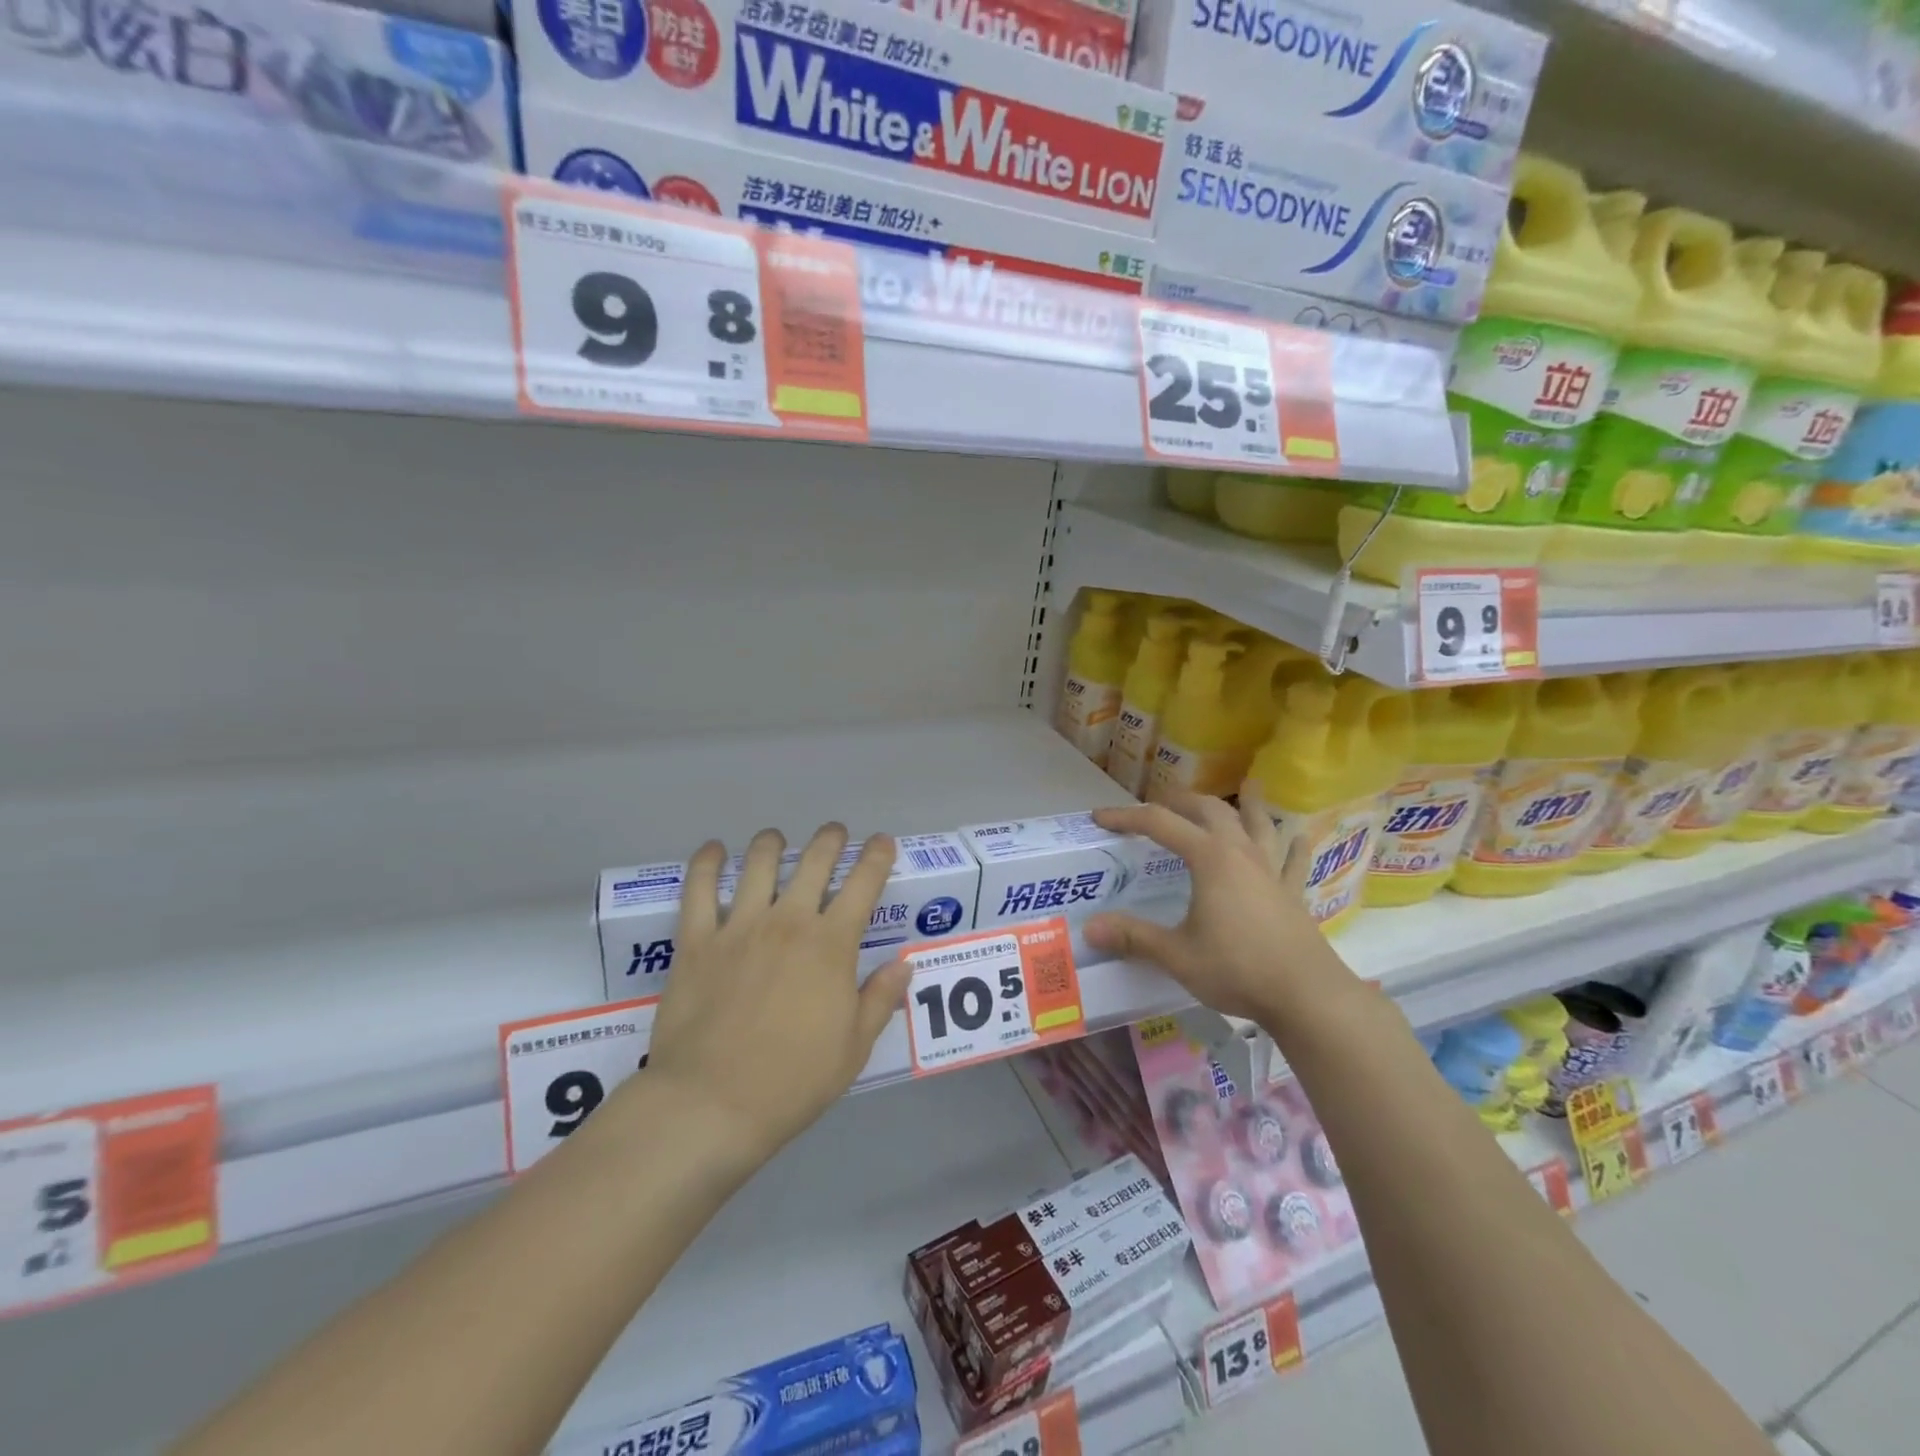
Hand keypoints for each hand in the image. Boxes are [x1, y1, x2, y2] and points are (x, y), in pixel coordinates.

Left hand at [644, 824, 910, 1161]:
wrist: (711, 1104)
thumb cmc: (792, 1082)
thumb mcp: (853, 1048)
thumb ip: (880, 998)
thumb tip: (903, 964)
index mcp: (831, 945)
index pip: (863, 884)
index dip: (877, 857)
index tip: (882, 842)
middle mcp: (788, 922)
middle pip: (815, 861)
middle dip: (830, 840)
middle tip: (835, 833)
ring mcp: (740, 927)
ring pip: (760, 863)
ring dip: (772, 843)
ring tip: (777, 839)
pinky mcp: (697, 941)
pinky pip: (700, 889)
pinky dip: (708, 863)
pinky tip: (715, 850)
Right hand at [1084, 787, 1343, 1024]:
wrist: (1307, 995)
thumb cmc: (1237, 969)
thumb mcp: (1177, 955)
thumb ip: (1134, 937)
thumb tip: (1089, 929)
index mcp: (1209, 858)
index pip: (1159, 823)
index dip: (1126, 816)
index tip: (1099, 817)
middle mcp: (1240, 852)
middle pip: (1210, 810)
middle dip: (1182, 801)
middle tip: (1160, 802)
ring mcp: (1271, 870)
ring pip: (1259, 824)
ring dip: (1248, 804)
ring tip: (1247, 786)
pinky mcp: (1294, 893)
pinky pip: (1293, 860)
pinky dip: (1291, 846)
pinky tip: (1296, 839)